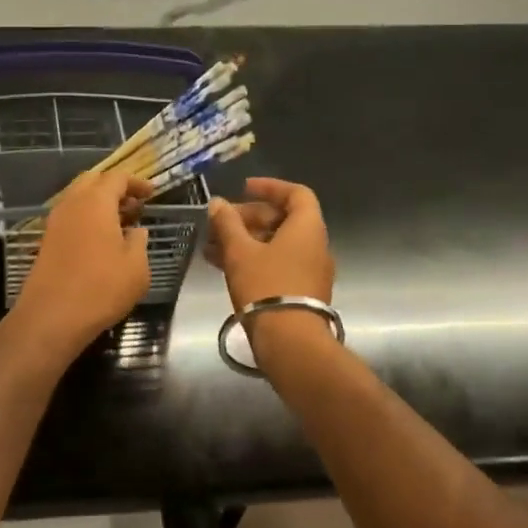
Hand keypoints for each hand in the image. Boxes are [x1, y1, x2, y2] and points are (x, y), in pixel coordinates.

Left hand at [4, 170, 152, 361]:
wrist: (52, 317)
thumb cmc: (101, 288)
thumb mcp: (136, 267)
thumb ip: (139, 241)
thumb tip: (136, 230)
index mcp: (95, 202)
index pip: (117, 177)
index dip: (137, 182)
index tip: (152, 194)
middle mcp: (71, 204)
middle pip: (92, 181)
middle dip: (114, 187)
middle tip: (134, 205)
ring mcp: (55, 223)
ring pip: (77, 199)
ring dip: (99, 203)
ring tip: (120, 223)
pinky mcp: (46, 241)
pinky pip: (69, 217)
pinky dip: (86, 219)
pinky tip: (100, 240)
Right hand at [205, 177, 334, 310]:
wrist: (289, 340)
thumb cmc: (266, 286)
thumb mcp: (240, 252)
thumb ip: (227, 224)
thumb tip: (217, 203)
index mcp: (307, 228)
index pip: (296, 193)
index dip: (270, 187)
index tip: (243, 188)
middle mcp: (315, 245)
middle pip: (283, 220)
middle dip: (249, 218)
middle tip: (220, 223)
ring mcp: (310, 270)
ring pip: (276, 245)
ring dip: (246, 241)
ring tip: (212, 247)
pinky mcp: (301, 291)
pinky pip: (277, 264)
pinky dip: (253, 259)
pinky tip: (224, 266)